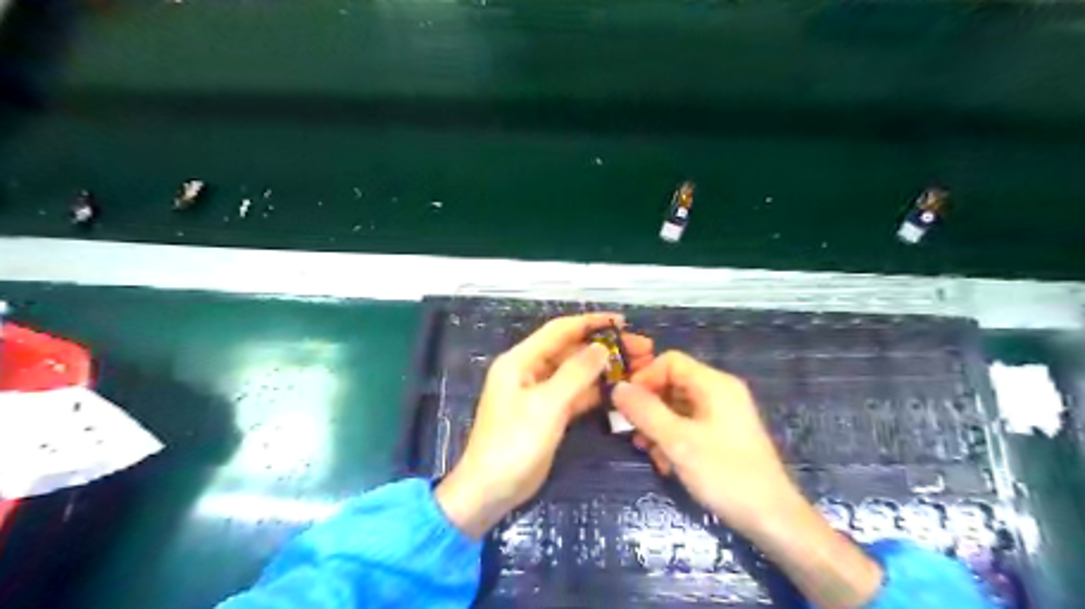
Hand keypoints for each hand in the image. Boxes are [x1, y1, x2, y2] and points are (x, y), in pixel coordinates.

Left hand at [436, 313, 651, 538]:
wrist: (491, 490)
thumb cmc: (514, 443)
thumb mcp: (547, 405)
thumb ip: (576, 373)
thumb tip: (602, 348)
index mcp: (521, 360)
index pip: (560, 330)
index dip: (591, 322)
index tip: (622, 321)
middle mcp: (530, 371)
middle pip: (571, 350)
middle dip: (605, 347)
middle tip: (642, 349)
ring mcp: (539, 393)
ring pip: (576, 372)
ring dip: (604, 369)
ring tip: (639, 368)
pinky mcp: (548, 413)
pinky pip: (575, 394)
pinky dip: (595, 391)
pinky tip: (620, 390)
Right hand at [609, 352, 879, 608]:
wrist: (772, 519)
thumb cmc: (725, 474)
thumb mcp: (678, 441)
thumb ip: (645, 411)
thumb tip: (617, 388)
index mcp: (714, 384)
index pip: (670, 361)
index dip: (644, 377)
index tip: (626, 404)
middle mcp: (720, 392)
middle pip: (673, 383)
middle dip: (649, 405)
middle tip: (632, 431)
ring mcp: (723, 414)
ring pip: (678, 406)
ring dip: (658, 425)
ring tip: (647, 451)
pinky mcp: (724, 435)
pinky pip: (690, 424)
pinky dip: (673, 437)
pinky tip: (667, 463)